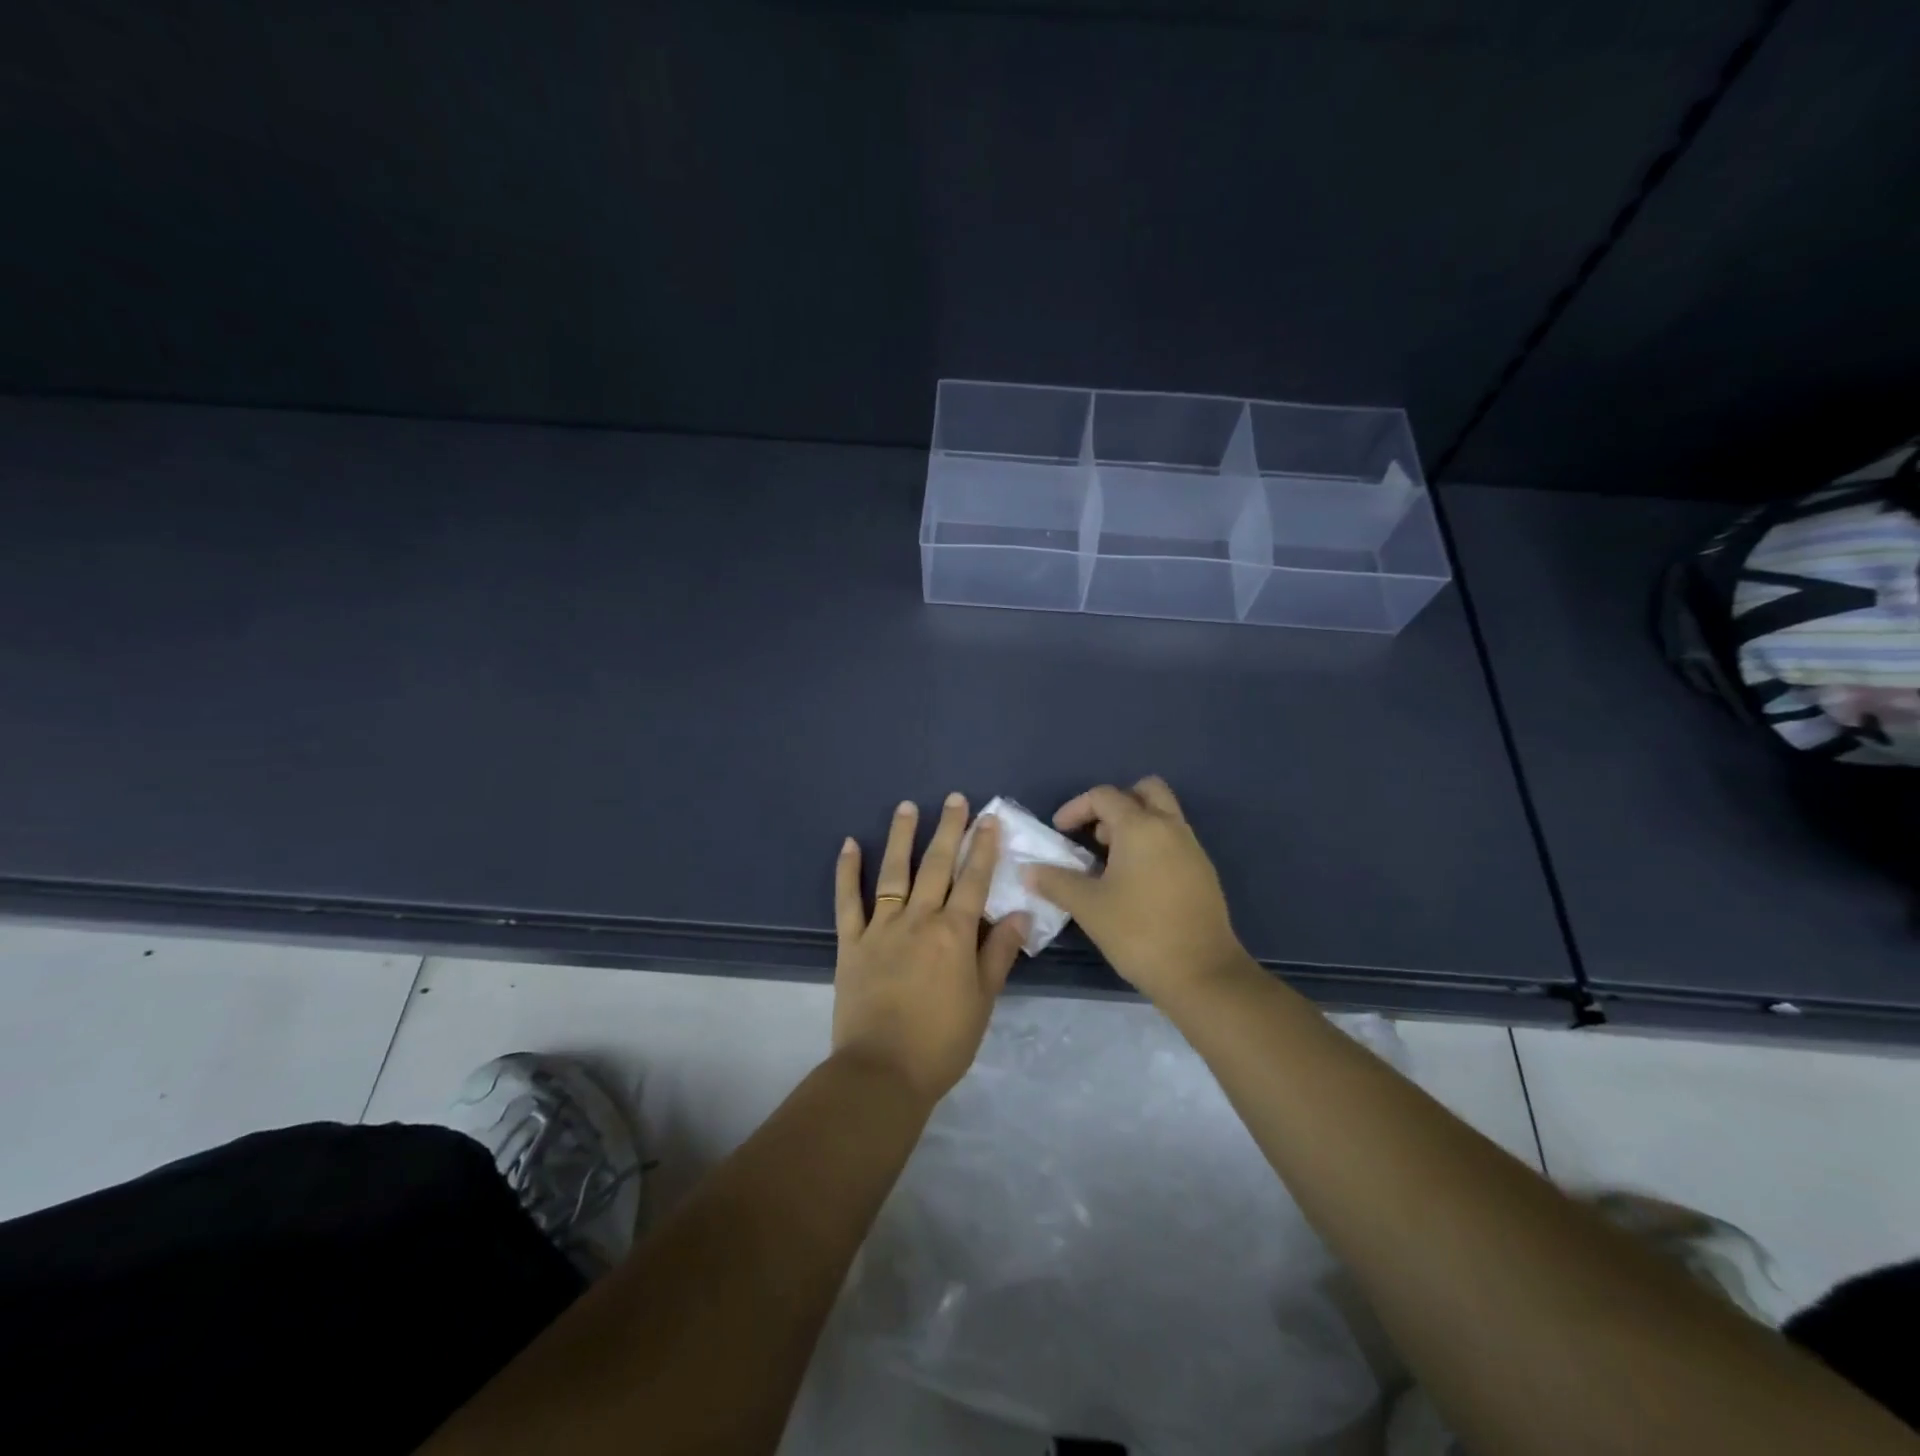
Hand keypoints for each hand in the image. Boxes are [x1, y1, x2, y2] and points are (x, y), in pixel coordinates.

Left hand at [832, 794, 1028, 1104]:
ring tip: (907, 807)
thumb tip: (1020, 913)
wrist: (882, 1072)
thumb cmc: (942, 1042)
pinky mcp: (852, 942)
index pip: (974, 880)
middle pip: (937, 866)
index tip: (989, 819)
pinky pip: (848, 900)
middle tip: (954, 799)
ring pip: (894, 872)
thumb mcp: (983, 1001)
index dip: (984, 848)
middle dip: (948, 829)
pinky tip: (849, 844)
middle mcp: (919, 920)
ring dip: (901, 836)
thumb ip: (999, 953)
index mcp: (955, 934)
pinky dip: (847, 871)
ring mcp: (881, 927)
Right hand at [1022, 777, 1248, 1003]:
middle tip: (1095, 835)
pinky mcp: (1203, 872)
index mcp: (1141, 826)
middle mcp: (1170, 827)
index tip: (1059, 832)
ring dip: (1134, 825)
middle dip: (1116, 804)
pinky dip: (1152, 845)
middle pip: (1145, 790)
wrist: (1202, 973)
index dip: (1076, 808)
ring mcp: (1192, 848)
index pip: (1104, 796)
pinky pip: (1173, 840)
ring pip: (1162, 815)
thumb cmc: (1139, 932)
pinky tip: (1135, 883)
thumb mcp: (1088, 907)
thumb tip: (1028, 870)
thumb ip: (1055, 882)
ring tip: (1110, 862)